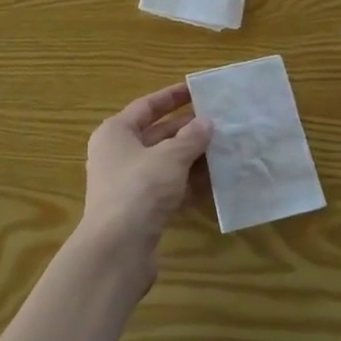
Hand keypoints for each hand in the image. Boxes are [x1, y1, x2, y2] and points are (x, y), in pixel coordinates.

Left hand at [75, 84, 213, 290]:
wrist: (117, 249)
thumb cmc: (140, 189)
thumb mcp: (171, 157)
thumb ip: (191, 138)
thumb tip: (206, 122)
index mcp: (116, 132)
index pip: (147, 106)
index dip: (172, 97)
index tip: (198, 90)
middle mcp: (118, 154)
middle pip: (157, 135)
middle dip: (188, 129)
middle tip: (220, 122)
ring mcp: (128, 184)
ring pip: (165, 163)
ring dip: (192, 158)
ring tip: (224, 149)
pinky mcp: (139, 210)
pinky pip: (168, 188)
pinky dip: (188, 184)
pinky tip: (215, 182)